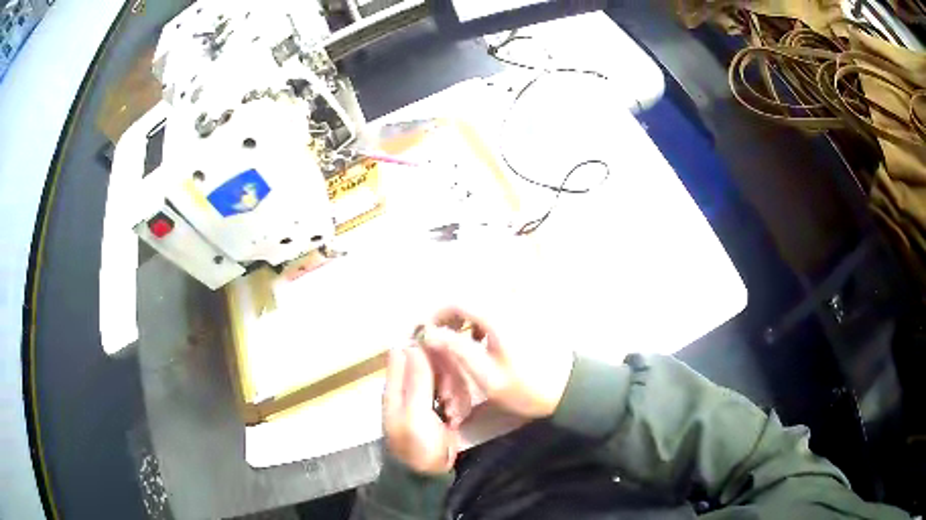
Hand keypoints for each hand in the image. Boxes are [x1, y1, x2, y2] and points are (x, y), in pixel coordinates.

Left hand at [383, 346, 458, 474]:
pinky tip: (456, 419)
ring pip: (449, 377)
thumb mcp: (415, 413)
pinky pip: (456, 392)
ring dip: (455, 394)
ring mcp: (428, 396)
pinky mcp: (443, 406)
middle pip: (434, 362)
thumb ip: (417, 380)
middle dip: (447, 378)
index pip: (410, 350)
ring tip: (451, 414)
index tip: (444, 363)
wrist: (429, 473)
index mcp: (397, 385)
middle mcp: (411, 386)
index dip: (428, 350)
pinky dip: (459, 404)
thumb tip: (413, 343)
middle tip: (446, 399)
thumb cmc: (417, 445)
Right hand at [418, 307, 574, 418]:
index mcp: (498, 317)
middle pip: (469, 296)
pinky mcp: (529, 312)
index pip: (457, 301)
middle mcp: (509, 304)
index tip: (426, 333)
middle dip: (450, 315)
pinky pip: (497, 304)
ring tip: (461, 341)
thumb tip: (430, 332)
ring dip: (466, 315)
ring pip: (483, 299)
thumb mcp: (487, 377)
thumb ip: (457, 350)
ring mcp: (522, 306)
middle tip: (441, 339)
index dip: (436, 314)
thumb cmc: (527, 388)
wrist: (568, 388)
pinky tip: (483, 338)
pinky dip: (483, 316)